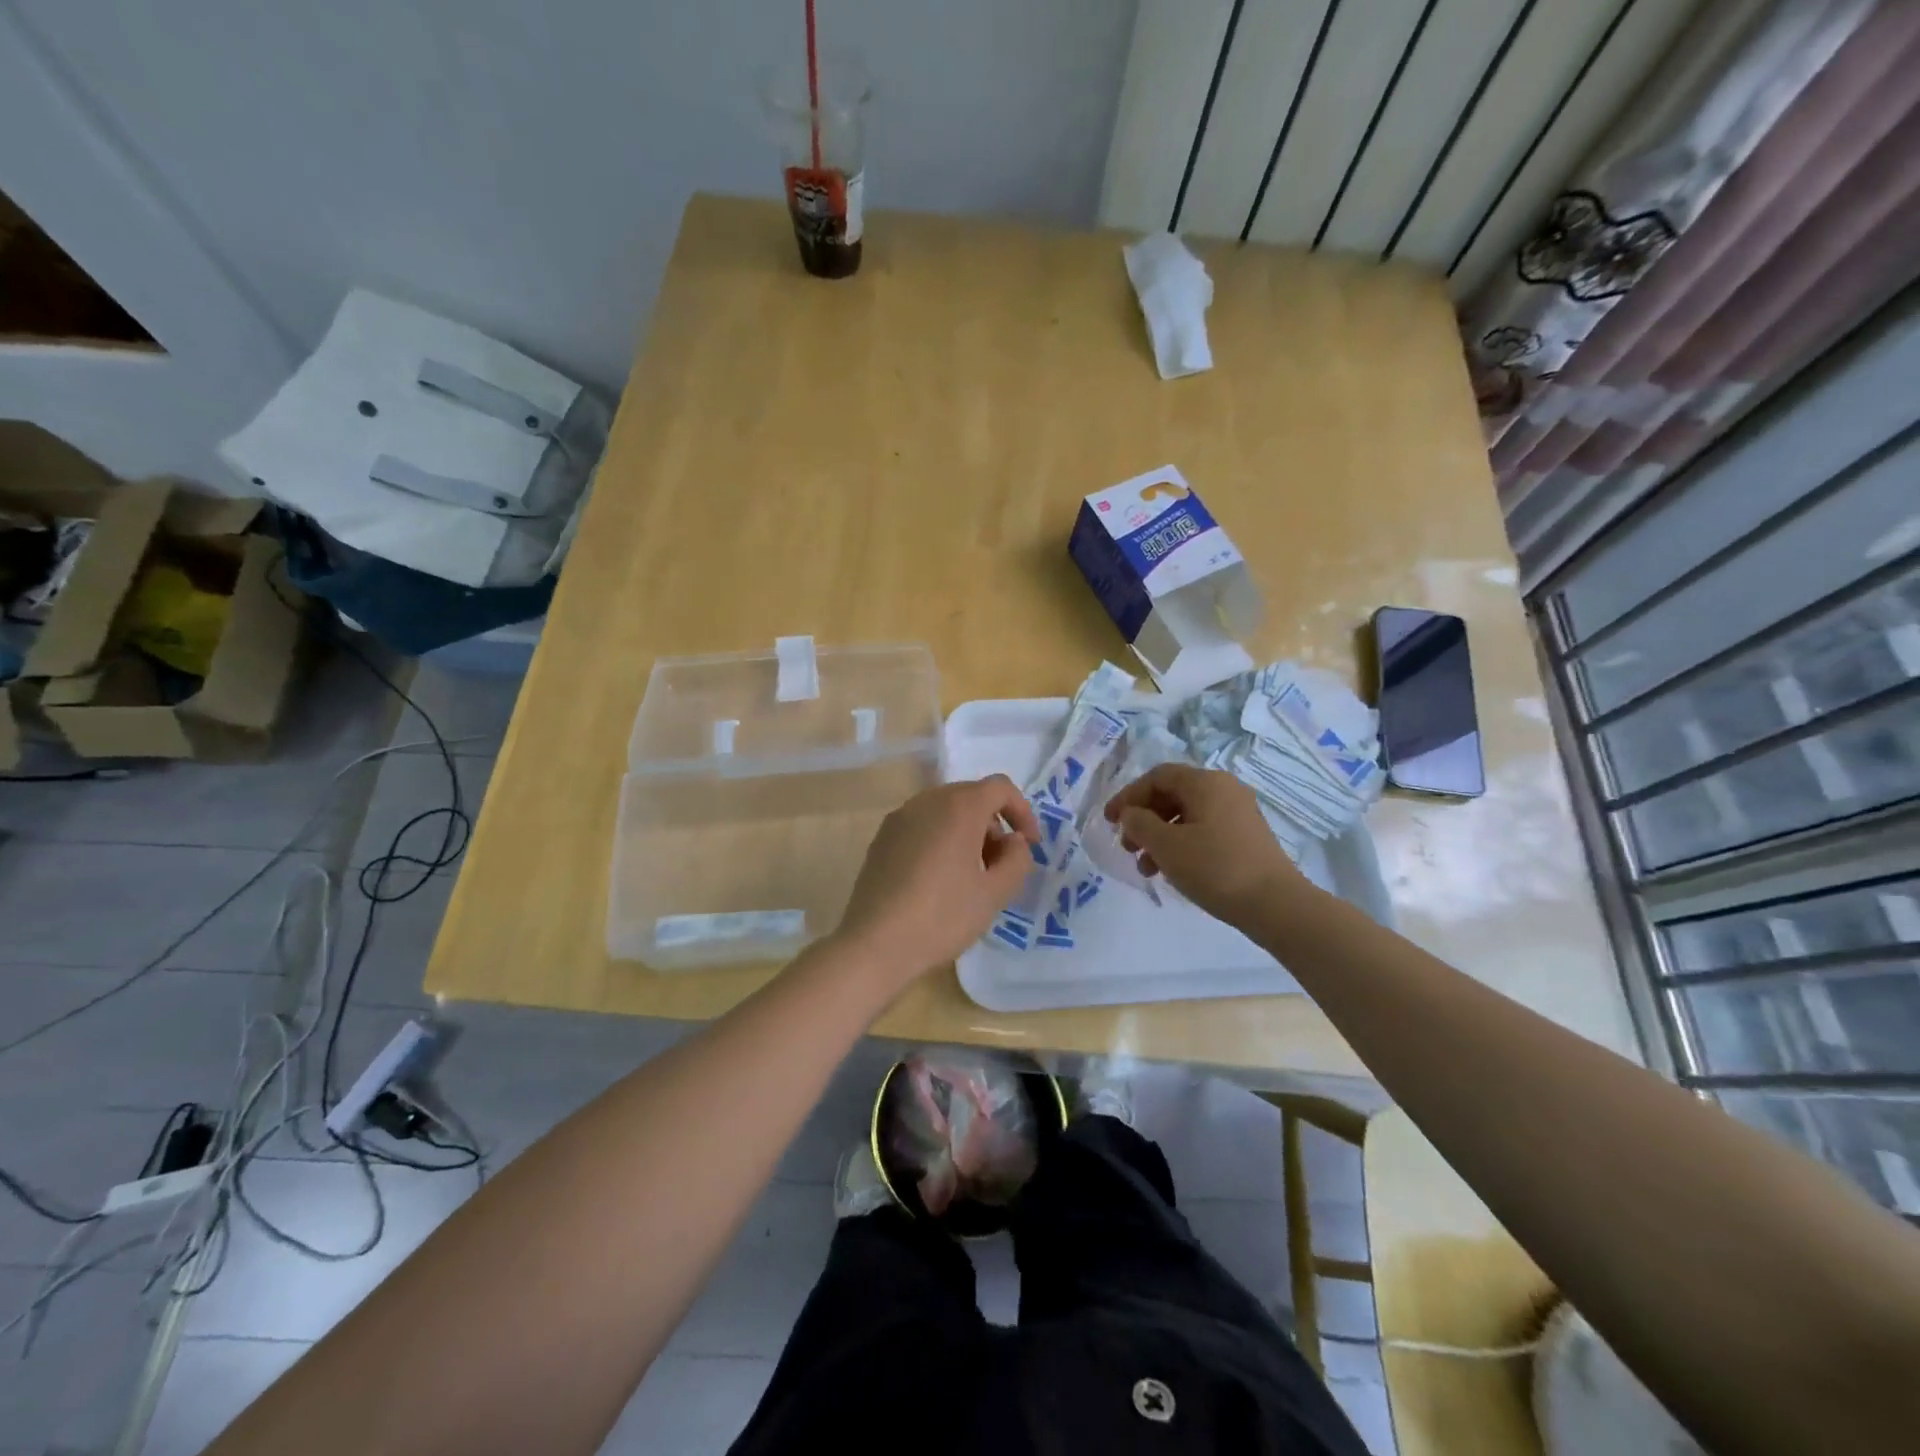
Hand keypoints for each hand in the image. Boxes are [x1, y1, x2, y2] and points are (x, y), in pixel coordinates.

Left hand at [832, 776, 1040, 985]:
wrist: (875, 944)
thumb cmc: (942, 916)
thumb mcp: (994, 894)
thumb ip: (1017, 860)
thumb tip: (1014, 842)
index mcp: (958, 807)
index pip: (1000, 788)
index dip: (1022, 811)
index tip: (1028, 845)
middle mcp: (927, 801)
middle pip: (971, 797)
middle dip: (994, 825)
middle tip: (1001, 865)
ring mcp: (899, 818)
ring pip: (944, 811)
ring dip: (967, 833)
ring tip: (971, 876)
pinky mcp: (882, 838)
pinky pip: (922, 826)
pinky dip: (940, 840)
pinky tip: (939, 880)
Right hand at [1103, 764, 1306, 926]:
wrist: (1275, 904)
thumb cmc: (1215, 867)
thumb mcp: (1166, 845)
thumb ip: (1139, 824)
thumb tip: (1131, 814)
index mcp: (1205, 782)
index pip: (1157, 777)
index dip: (1128, 796)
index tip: (1109, 821)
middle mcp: (1224, 789)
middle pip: (1171, 795)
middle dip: (1143, 820)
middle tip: (1127, 846)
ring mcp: (1238, 813)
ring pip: (1186, 816)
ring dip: (1159, 837)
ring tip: (1146, 868)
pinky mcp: (1245, 837)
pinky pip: (1203, 830)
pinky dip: (1181, 845)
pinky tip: (1172, 871)